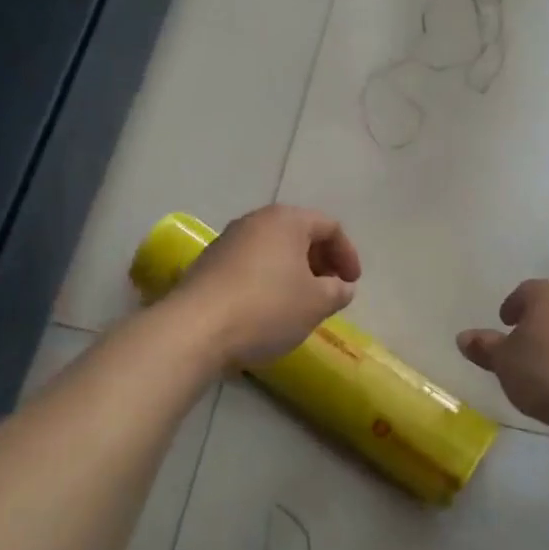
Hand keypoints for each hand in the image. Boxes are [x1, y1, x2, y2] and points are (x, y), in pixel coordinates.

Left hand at [174, 205, 361, 366]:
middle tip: (330, 290)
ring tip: (301, 303)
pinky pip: (250, 266)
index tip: (352, 283)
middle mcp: (254, 222)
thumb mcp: (316, 303)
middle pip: (298, 234)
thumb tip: (341, 287)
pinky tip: (268, 310)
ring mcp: (226, 242)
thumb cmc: (267, 308)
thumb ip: (337, 291)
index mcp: (286, 220)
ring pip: (272, 251)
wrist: (196, 329)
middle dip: (320, 261)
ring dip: (293, 273)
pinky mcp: (208, 266)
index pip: (329, 226)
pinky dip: (268, 281)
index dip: (347, 254)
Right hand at [457, 280, 548, 435]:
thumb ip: (485, 348)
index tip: (504, 323)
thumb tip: (464, 337)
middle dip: (537, 321)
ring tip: (543, 363)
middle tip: (521, 341)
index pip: (525, 291)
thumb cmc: (546, 372)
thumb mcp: (504, 363)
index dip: (512, 307)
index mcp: (548, 294)